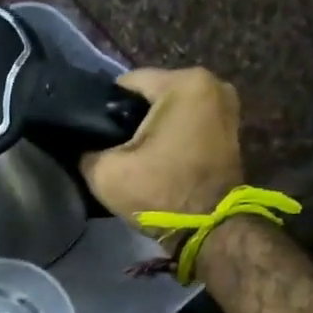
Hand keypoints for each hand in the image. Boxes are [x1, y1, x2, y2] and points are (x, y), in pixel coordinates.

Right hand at [81, 67, 244, 220]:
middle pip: (151, 95)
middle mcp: (211, 83)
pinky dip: (172, 136)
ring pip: (170, 110)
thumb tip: (83, 145)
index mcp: (183, 83)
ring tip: (134, 154)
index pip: (126, 83)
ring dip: (152, 128)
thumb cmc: (159, 193)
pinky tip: (157, 158)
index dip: (103, 108)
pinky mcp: (230, 129)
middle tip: (112, 148)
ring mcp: (226, 106)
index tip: (93, 134)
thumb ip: (86, 151)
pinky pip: (188, 123)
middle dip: (131, 118)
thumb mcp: (105, 173)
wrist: (208, 229)